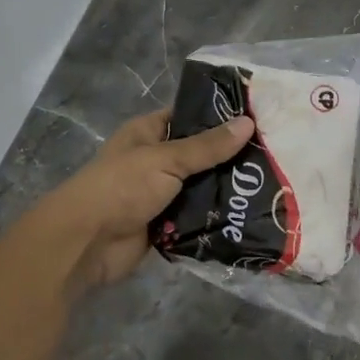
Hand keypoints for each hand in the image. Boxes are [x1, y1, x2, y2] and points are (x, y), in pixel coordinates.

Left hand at [41, 108, 253, 297]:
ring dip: (225, 190)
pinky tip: (248, 214)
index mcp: (148, 133)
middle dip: (229, 158)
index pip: (188, 116)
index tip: (257, 117)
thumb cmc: (122, 187)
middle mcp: (154, 160)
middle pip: (199, 155)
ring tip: (269, 186)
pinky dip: (215, 218)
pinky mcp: (165, 224)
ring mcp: (159, 194)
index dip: (219, 116)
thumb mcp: (166, 159)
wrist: (86, 243)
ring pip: (201, 188)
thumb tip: (248, 123)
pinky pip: (196, 218)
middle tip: (273, 154)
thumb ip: (208, 146)